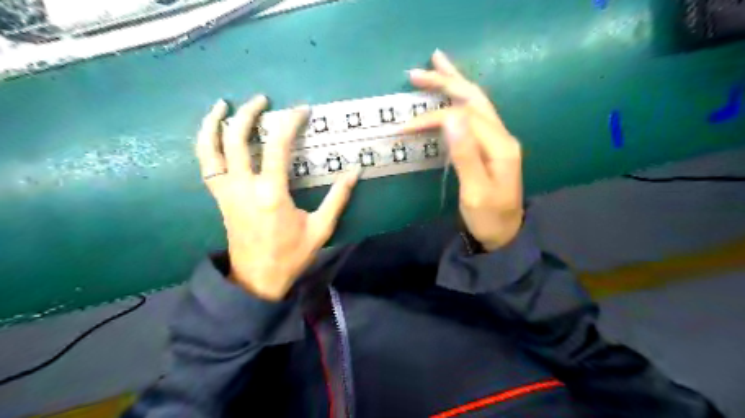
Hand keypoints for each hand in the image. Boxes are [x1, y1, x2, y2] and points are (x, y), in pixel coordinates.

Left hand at [197, 95, 358, 300]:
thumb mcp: (321, 228)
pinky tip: (212, 134)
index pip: (277, 146)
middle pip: (237, 139)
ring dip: (214, 123)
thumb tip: (356, 171)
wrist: (257, 280)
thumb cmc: (291, 255)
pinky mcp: (220, 199)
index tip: (302, 110)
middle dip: (248, 113)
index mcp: (271, 193)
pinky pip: (206, 166)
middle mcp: (243, 187)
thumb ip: (338, 197)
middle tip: (262, 100)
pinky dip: (205, 145)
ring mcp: (227, 192)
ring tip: (222, 105)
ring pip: (210, 149)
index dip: (289, 122)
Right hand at [403, 48, 522, 249]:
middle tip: (416, 73)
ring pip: (476, 101)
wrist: (506, 234)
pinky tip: (449, 92)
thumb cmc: (488, 218)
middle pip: (473, 98)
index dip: (433, 117)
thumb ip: (465, 154)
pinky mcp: (490, 145)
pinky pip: (474, 113)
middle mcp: (502, 135)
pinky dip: (459, 98)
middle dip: (445, 81)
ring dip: (454, 82)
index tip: (405, 127)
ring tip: (435, 65)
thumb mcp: (475, 192)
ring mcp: (498, 138)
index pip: (462, 117)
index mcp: (499, 145)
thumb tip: (450, 118)